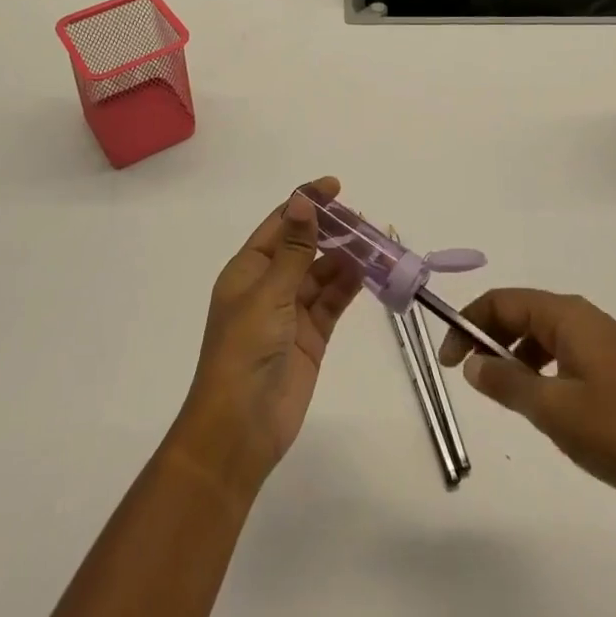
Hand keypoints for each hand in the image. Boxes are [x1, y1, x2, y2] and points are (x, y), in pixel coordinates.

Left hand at [167, 178, 362, 500]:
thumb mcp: (269, 293)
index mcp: (248, 270)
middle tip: (364, 219)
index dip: (306, 203)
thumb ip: (293, 249)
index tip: (335, 187)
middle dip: (331, 231)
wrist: (240, 429)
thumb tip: (302, 200)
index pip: (280, 224)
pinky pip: (332, 302)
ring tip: (375, 242)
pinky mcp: (311, 337)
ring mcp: (291, 312)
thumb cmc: (244, 351)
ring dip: (345, 258)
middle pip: (304, 247)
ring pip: (322, 274)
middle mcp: (269, 286)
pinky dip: (349, 286)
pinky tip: (370, 272)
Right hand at [437, 288, 615, 522]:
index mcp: (568, 315)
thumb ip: (506, 382)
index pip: (502, 301)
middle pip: (521, 311)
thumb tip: (471, 363)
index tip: (447, 360)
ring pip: (541, 333)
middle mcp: (584, 316)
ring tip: (502, 392)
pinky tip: (541, 402)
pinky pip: (562, 352)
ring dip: (513, 353)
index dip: (468, 324)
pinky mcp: (615, 366)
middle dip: (488, 337)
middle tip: (467, 375)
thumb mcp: (553, 411)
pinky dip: (539, 367)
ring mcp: (603, 341)